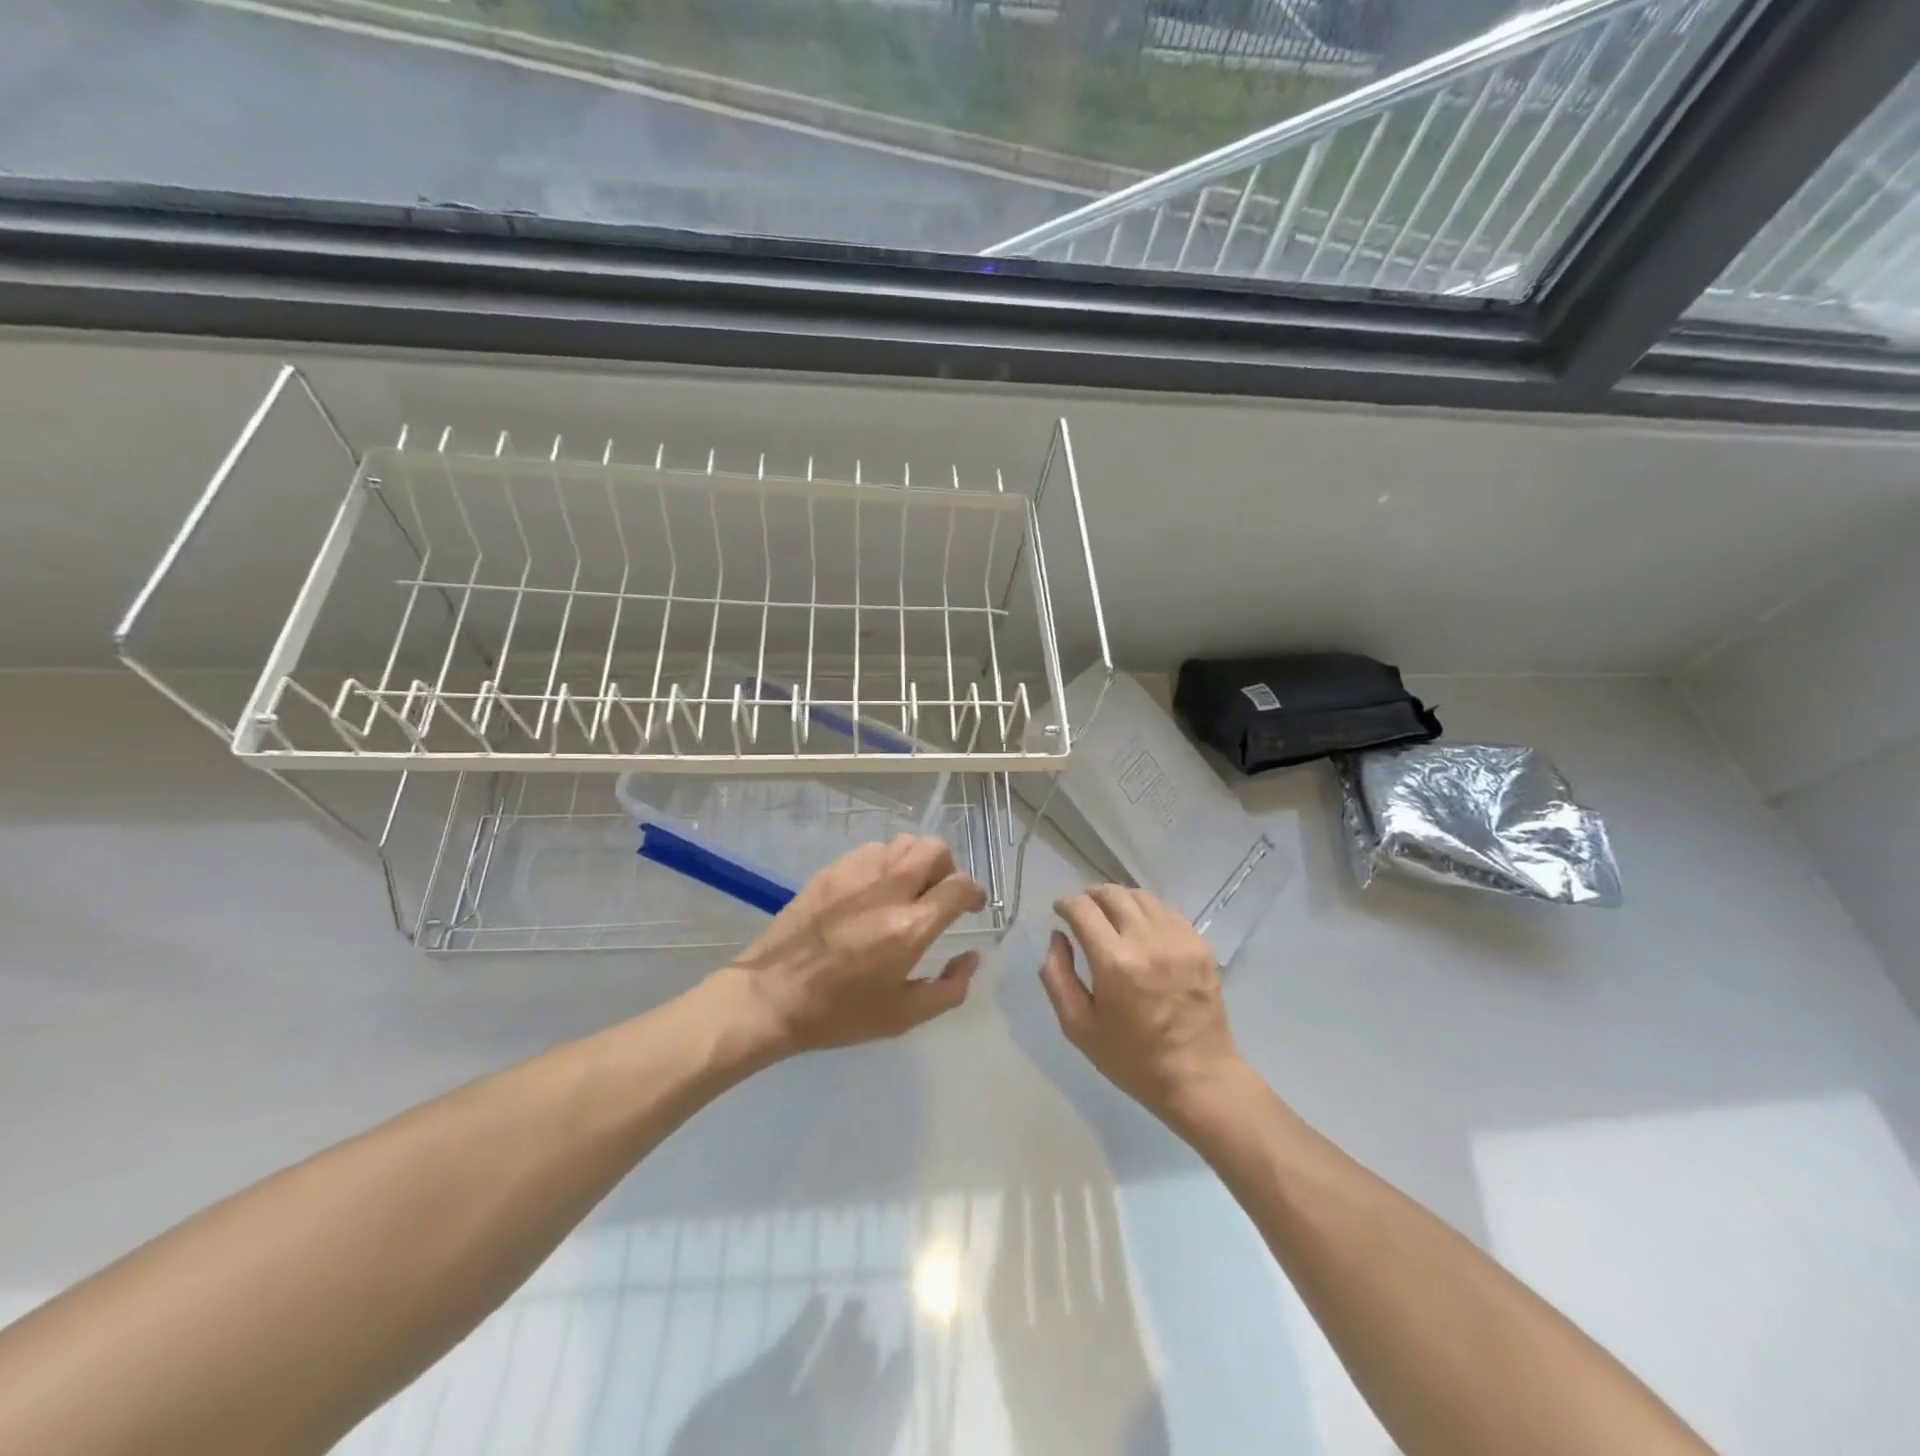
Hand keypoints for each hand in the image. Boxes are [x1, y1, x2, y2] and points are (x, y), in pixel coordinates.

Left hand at [726, 834, 985, 1055]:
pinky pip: (873, 849)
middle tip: (940, 894)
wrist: (771, 995)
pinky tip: (875, 888)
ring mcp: (858, 874)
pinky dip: (886, 861)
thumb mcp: (903, 1017)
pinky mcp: (832, 870)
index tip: (971, 907)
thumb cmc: (839, 1013)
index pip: (959, 886)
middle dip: (948, 868)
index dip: (974, 894)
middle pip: (935, 850)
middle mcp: (889, 889)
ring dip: (916, 861)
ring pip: (904, 843)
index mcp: (910, 927)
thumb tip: (973, 957)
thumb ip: (949, 989)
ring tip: (908, 888)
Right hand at [1038, 887, 1244, 1123]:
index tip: (1060, 911)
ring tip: (1111, 915)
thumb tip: (1057, 938)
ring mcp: (1179, 940)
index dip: (1065, 904)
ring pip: (1142, 897)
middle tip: (1083, 911)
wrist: (1198, 1078)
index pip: (1083, 909)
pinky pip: (1168, 912)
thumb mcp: (1078, 1027)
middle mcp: (1148, 941)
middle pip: (1113, 894)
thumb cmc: (1132, 1059)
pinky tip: (1142, 930)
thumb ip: (1057, 977)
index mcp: (1115, 962)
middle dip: (1091, 896)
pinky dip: (1148, 912)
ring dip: (1120, 900)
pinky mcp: (1200, 946)